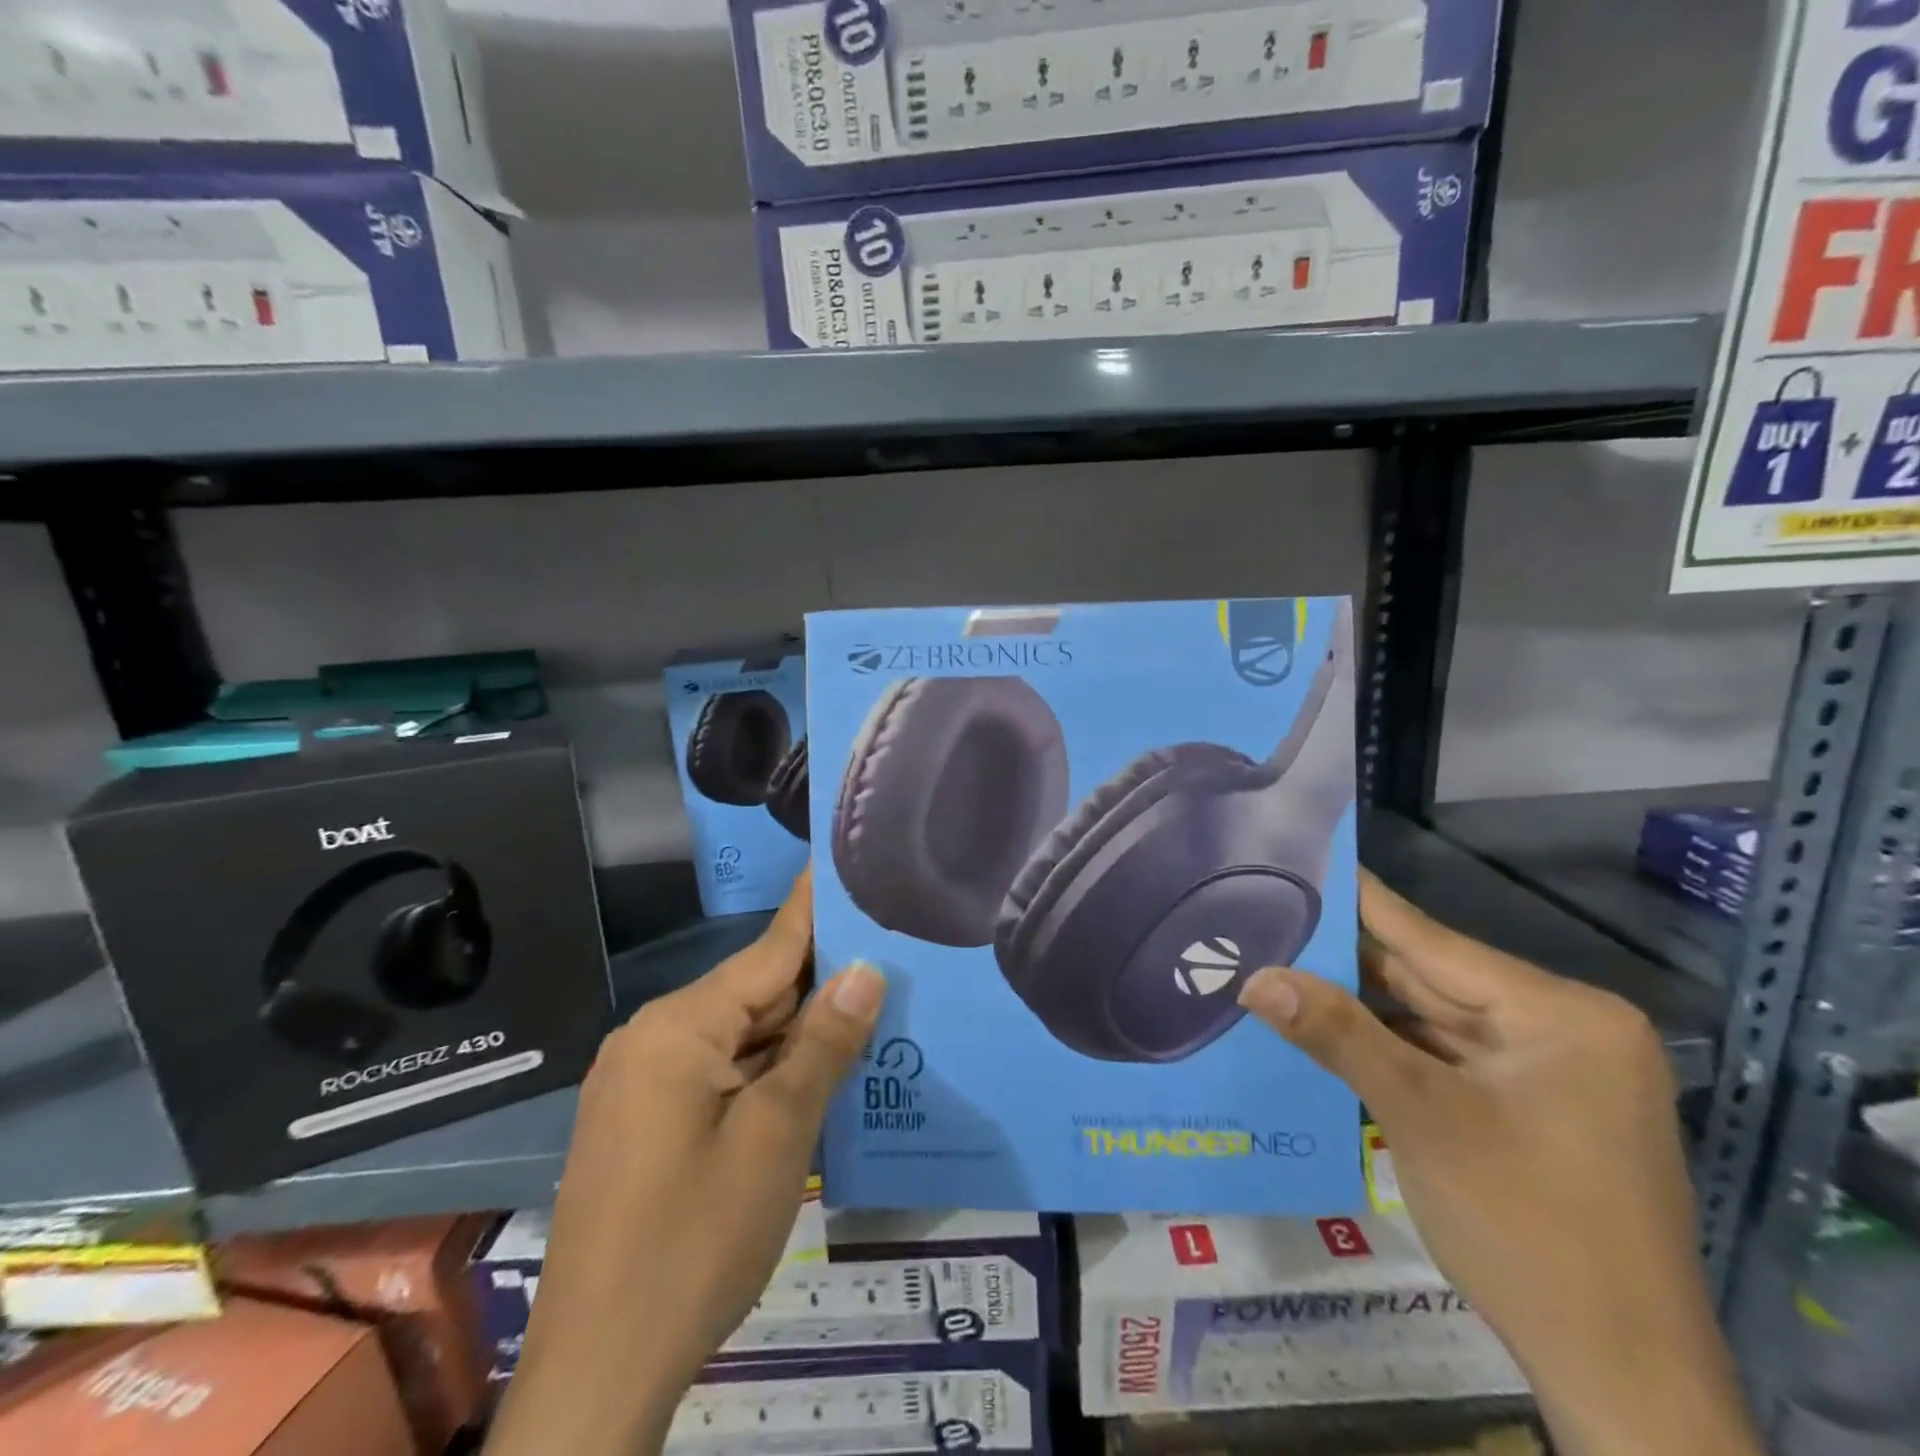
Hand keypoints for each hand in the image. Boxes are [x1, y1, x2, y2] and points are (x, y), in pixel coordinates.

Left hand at [485, 870, 885, 1455]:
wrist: (598, 1373)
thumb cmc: (696, 1240)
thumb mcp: (777, 1136)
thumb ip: (823, 1045)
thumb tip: (865, 970)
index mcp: (678, 1027)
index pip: (768, 951)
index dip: (813, 910)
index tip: (842, 866)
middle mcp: (653, 1040)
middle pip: (753, 995)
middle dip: (818, 982)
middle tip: (887, 950)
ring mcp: (643, 1084)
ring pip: (738, 1037)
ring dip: (796, 1032)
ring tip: (867, 1003)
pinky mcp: (644, 1123)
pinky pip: (719, 1073)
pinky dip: (767, 1068)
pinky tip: (814, 1069)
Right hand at [1239, 871, 1759, 1455]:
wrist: (1620, 1382)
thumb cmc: (1529, 1229)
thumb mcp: (1422, 1117)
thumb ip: (1338, 1035)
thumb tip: (1255, 977)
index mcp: (1560, 1014)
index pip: (1433, 940)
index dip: (1359, 901)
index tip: (1301, 859)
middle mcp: (1559, 1030)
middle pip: (1428, 980)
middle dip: (1345, 960)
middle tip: (1265, 917)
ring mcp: (1544, 1073)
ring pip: (1428, 1020)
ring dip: (1357, 1007)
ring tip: (1277, 963)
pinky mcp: (1525, 1111)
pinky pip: (1439, 1058)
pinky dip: (1384, 1048)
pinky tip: (1322, 1027)